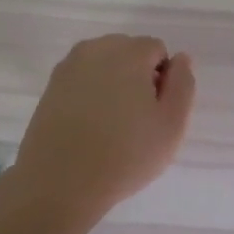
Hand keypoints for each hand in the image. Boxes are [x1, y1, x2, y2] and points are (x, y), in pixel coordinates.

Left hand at [12, 35, 196, 227]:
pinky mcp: (49, 88)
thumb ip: (183, 84)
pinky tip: (88, 127)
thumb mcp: (172, 124)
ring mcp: (68, 67)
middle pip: (129, 52)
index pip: (157, 50)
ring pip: (104, 65)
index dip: (163, 80)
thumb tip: (180, 59)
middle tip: (136, 120)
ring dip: (113, 84)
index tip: (155, 112)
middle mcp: (96, 49)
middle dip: (137, 76)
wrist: (58, 184)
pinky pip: (82, 81)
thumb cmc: (125, 154)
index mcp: (129, 52)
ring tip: (111, 125)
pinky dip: (89, 95)